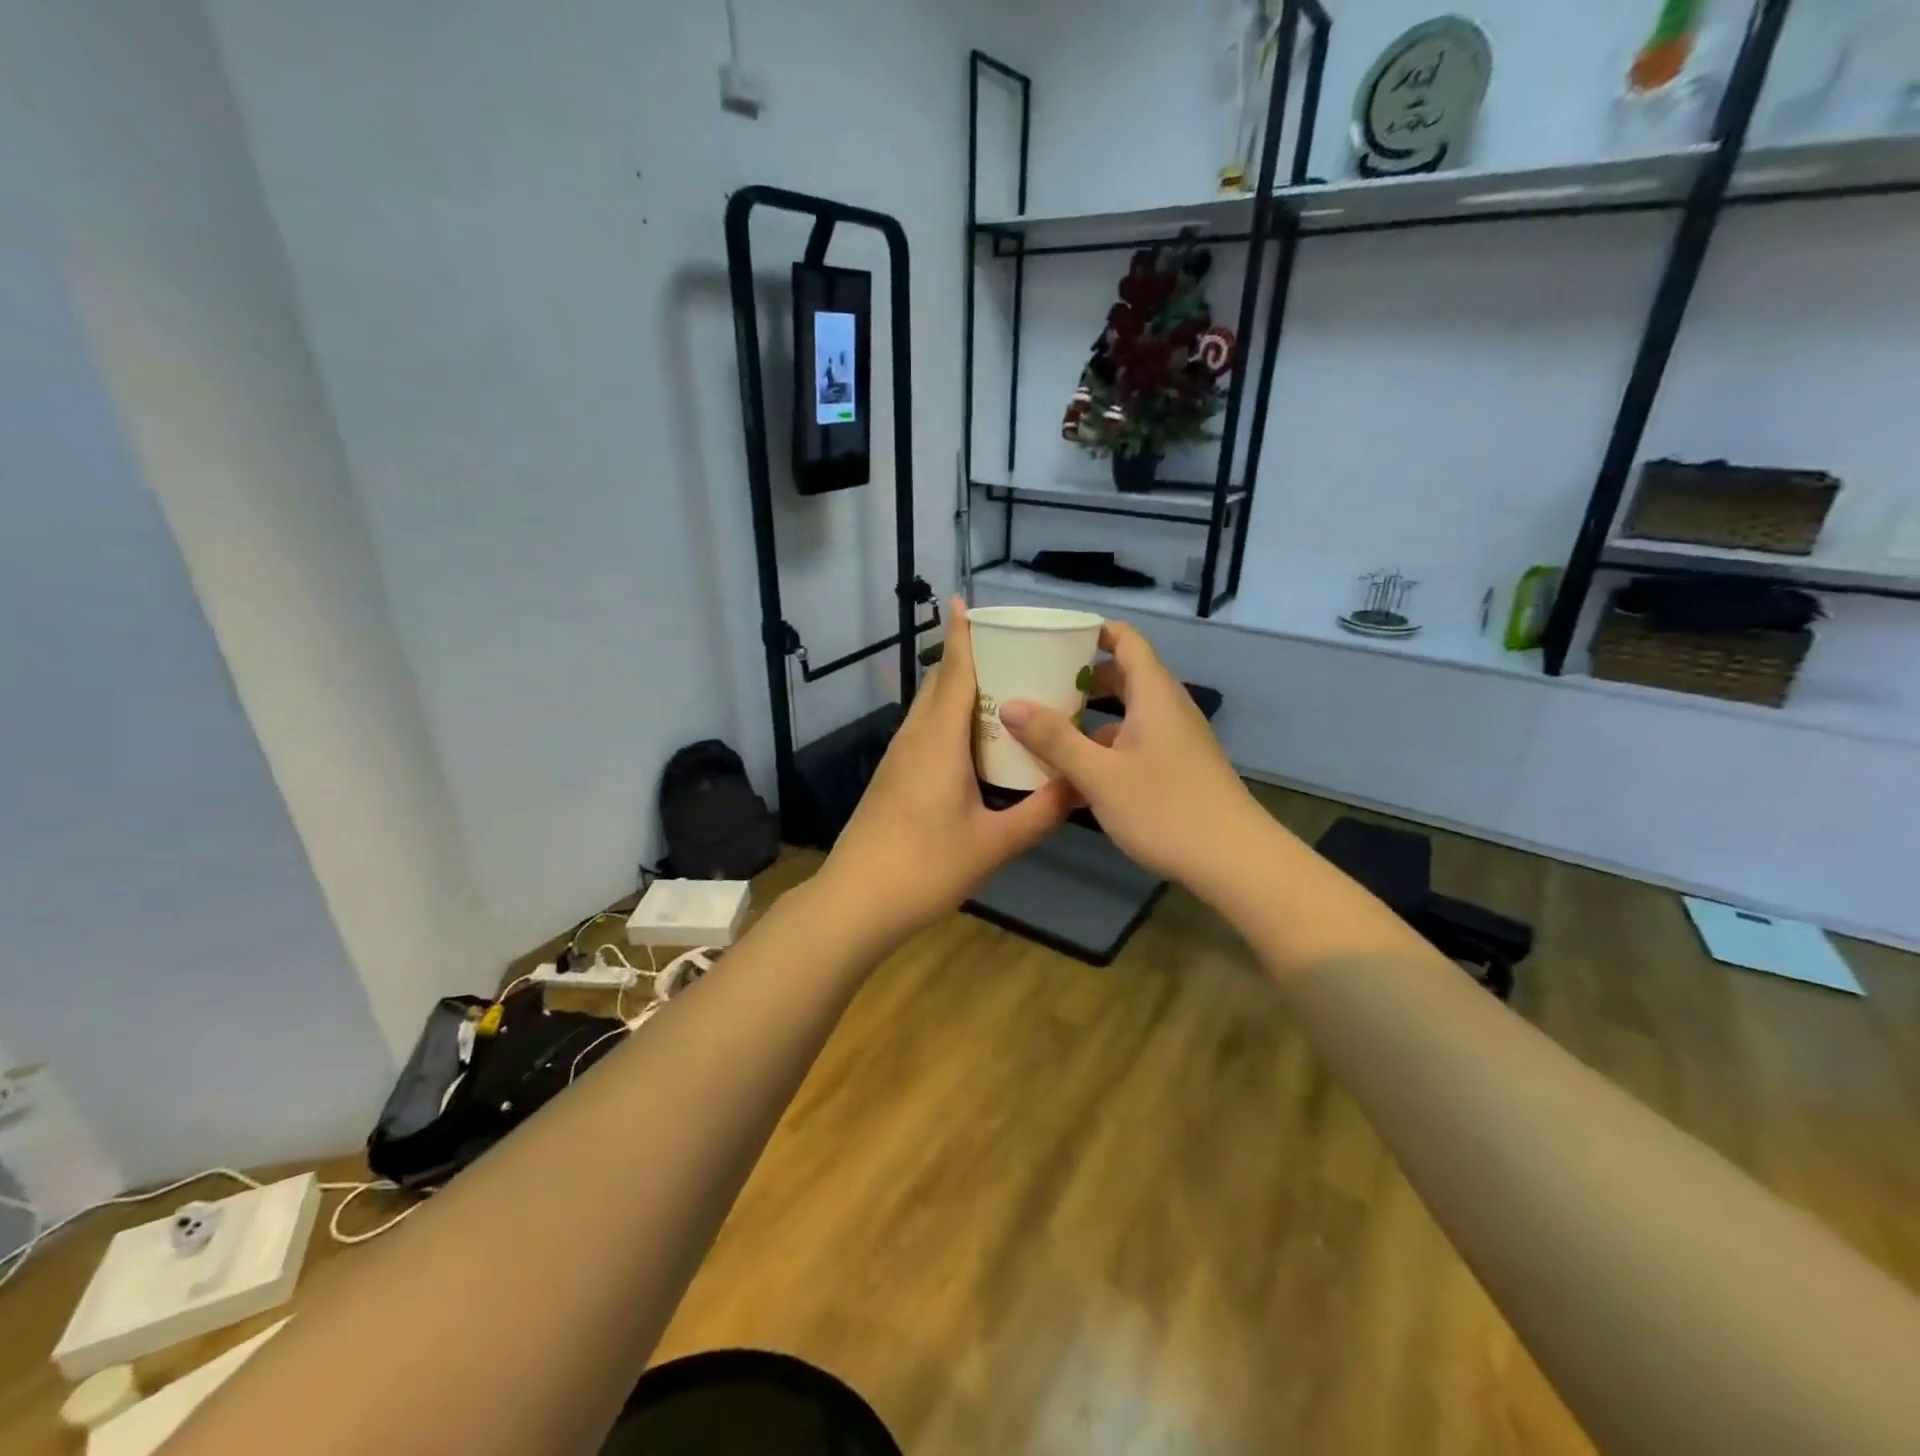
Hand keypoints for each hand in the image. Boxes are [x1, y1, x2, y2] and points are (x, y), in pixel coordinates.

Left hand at [813, 598, 1076, 947]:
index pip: (953, 672)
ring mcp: (899, 758)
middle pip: (939, 683)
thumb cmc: (924, 867)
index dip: (961, 635)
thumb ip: (1040, 813)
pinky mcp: (894, 777)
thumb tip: (1083, 786)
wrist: (856, 902)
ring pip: (929, 708)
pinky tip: (973, 737)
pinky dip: (949, 717)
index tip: (966, 600)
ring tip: (1001, 683)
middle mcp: (914, 738)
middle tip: (1011, 646)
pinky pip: (925, 730)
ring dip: (957, 687)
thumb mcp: (993, 844)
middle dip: (967, 656)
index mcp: (938, 741)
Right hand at [999, 620, 1263, 886]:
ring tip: (1047, 731)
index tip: (1053, 637)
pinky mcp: (1177, 769)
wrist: (1234, 861)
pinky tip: (1075, 777)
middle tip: (1040, 685)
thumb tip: (1009, 704)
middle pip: (1124, 676)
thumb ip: (1053, 739)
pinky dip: (1105, 748)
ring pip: (1128, 715)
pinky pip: (1134, 744)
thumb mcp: (1099, 775)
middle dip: (1082, 677)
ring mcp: (1175, 741)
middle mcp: (1167, 709)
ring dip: (1090, 718)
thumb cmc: (1165, 808)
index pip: (1126, 640)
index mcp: (1154, 695)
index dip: (1093, 631)